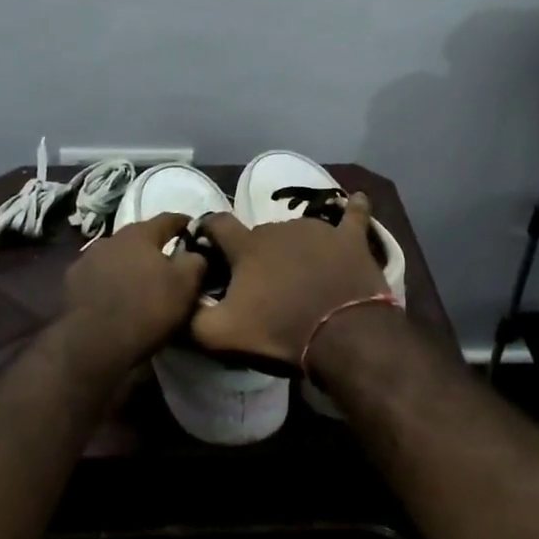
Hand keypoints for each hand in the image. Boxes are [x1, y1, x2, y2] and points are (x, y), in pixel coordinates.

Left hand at [63, 211, 204, 363]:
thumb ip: (195, 261)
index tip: (193, 230)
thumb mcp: (185, 286)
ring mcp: (86, 259)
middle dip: (153, 247)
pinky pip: (97, 275)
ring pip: (116, 255)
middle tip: (167, 262)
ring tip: (138, 282)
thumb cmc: (147, 309)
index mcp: (140, 234)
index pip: (168, 219)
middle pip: (139, 237)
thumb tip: (195, 252)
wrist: (94, 344)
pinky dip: (108, 281)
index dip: (184, 223)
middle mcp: (110, 238)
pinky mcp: (71, 282)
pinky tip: (114, 296)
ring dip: (128, 264)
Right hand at [191, 194, 388, 366]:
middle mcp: (279, 228)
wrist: (344, 337)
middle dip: (255, 251)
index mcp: (246, 246)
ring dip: (293, 246)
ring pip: (297, 230)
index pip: (217, 223)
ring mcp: (318, 230)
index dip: (208, 230)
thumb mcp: (220, 335)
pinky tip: (359, 201)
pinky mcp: (351, 240)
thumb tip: (180, 299)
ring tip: (300, 271)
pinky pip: (354, 216)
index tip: (206, 242)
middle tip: (260, 279)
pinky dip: (354, 209)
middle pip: (259, 232)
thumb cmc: (279, 333)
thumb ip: (191, 316)